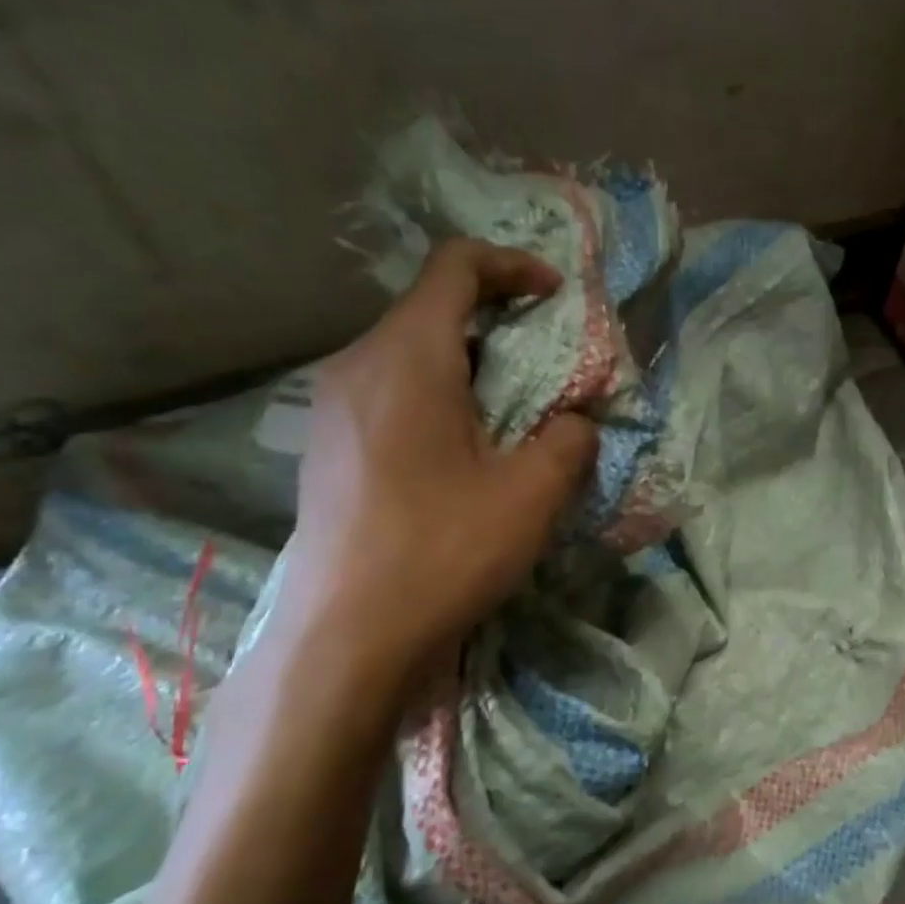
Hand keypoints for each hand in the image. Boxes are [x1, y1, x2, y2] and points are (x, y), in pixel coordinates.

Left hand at [275, 237, 598, 678]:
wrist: (346, 637)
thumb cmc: (443, 552)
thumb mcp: (532, 494)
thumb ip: (569, 439)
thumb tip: (575, 421)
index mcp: (407, 358)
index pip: (455, 267)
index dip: (513, 266)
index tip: (556, 296)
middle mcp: (358, 365)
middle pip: (432, 308)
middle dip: (499, 321)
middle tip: (548, 364)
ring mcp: (333, 407)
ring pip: (411, 353)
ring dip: (471, 364)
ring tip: (515, 412)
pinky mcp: (329, 446)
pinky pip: (391, 392)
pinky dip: (440, 396)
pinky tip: (466, 451)